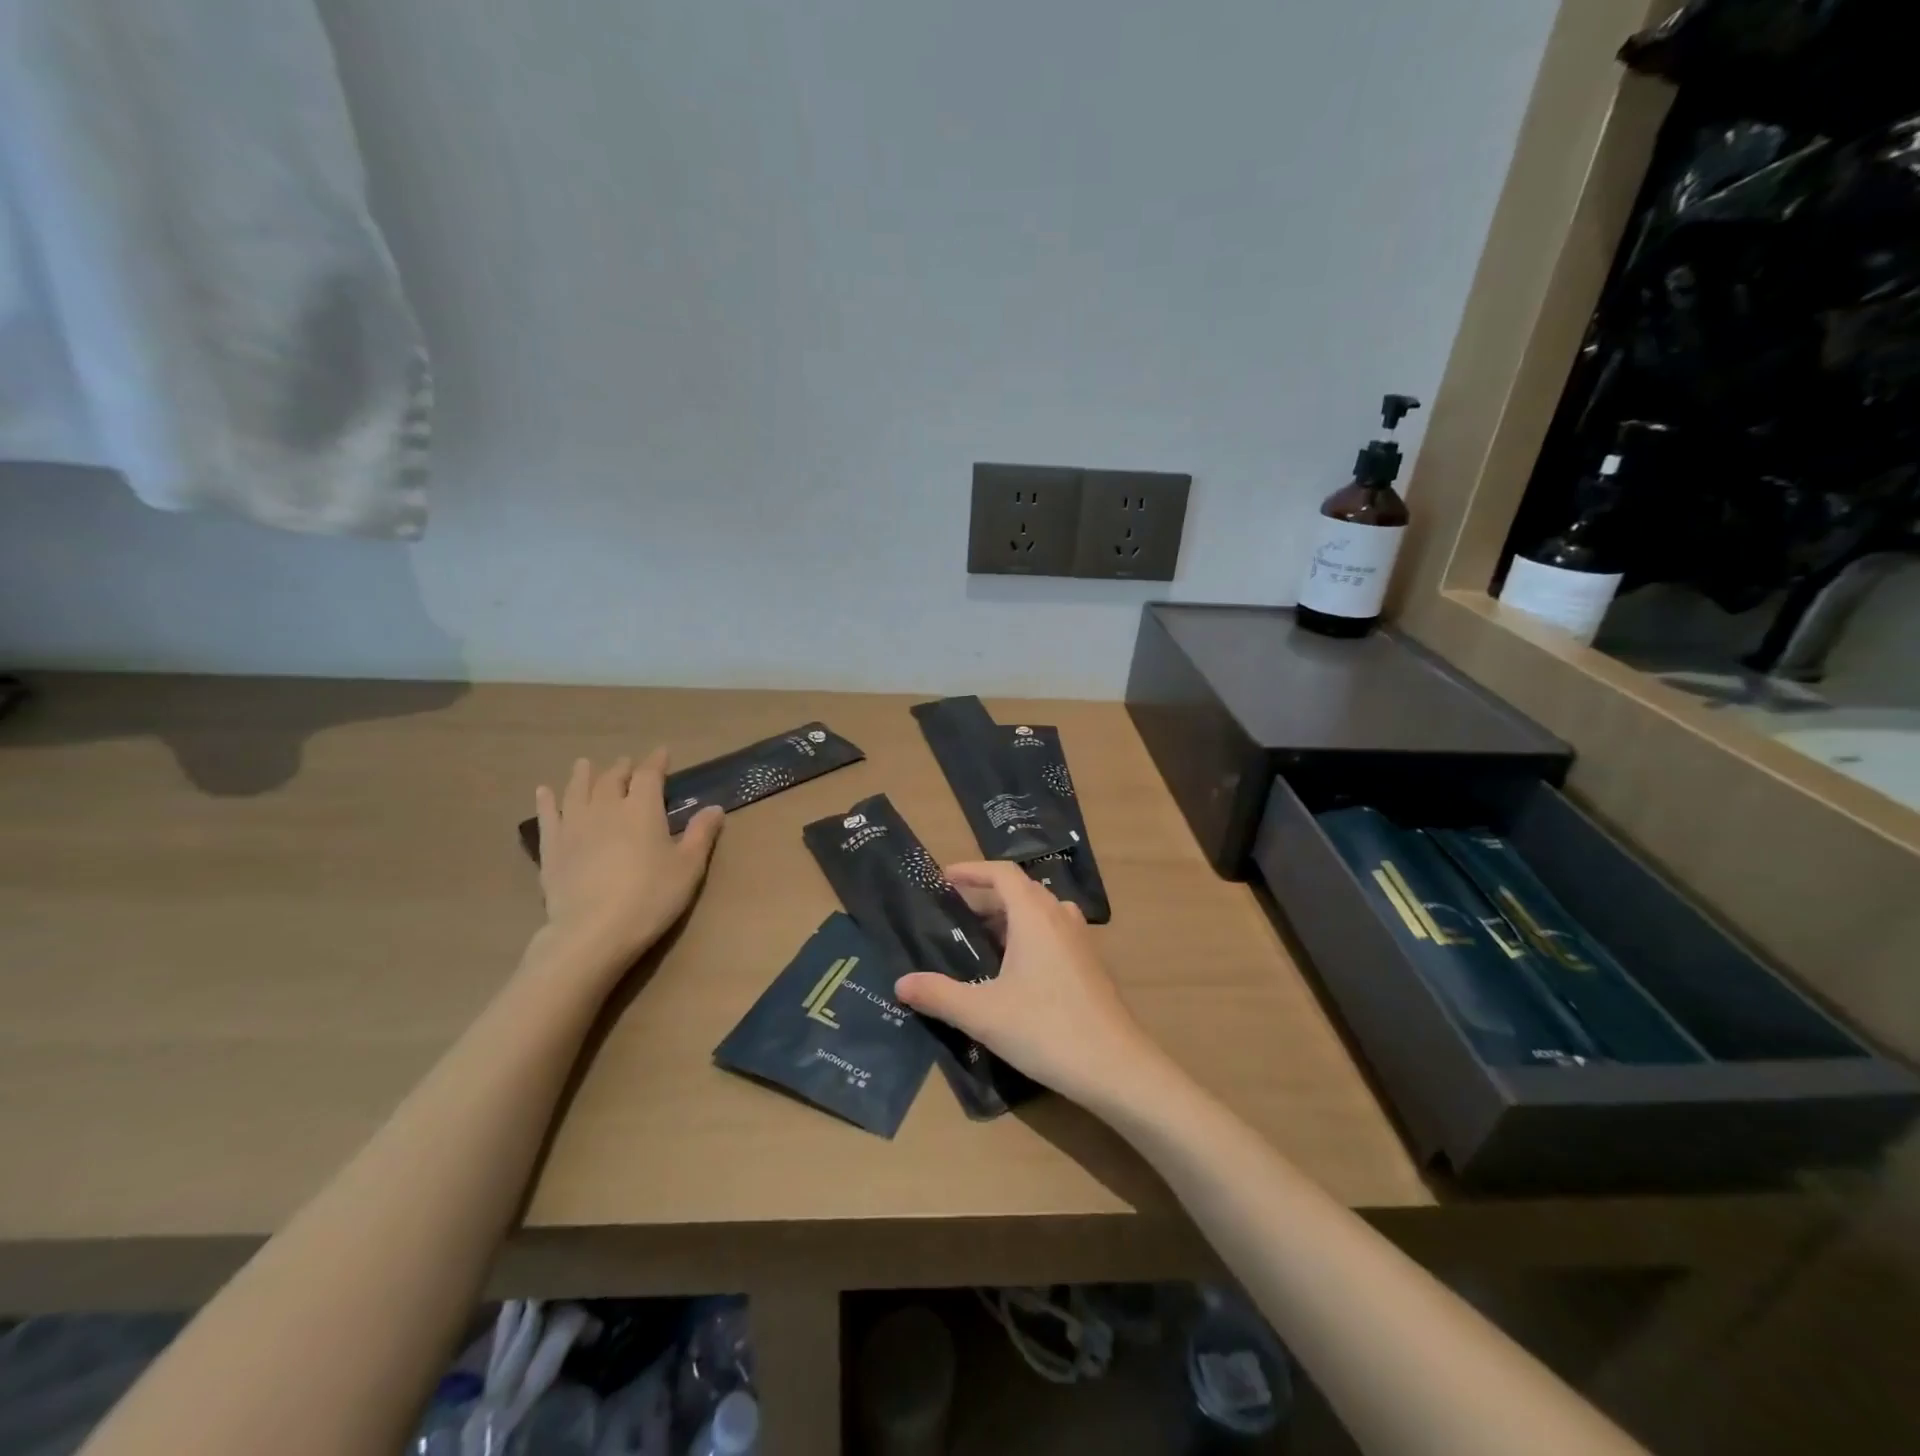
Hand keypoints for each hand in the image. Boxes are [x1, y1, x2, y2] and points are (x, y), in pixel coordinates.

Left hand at [530, 752, 724, 971]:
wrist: (593, 931)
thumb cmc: (650, 897)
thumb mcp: (688, 867)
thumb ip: (700, 834)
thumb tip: (714, 808)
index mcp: (642, 809)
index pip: (649, 775)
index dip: (656, 762)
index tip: (662, 752)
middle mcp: (606, 808)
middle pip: (612, 779)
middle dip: (622, 768)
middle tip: (627, 763)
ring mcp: (574, 826)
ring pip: (577, 790)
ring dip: (583, 775)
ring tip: (585, 765)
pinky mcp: (552, 848)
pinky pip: (547, 816)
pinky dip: (546, 801)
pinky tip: (544, 792)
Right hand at [893, 861, 1160, 1109]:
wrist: (1116, 1067)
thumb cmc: (1046, 1029)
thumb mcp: (983, 1014)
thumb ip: (939, 995)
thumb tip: (901, 983)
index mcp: (1034, 916)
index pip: (1002, 873)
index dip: (972, 870)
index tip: (945, 878)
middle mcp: (1060, 917)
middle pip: (1021, 890)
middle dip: (986, 896)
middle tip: (955, 915)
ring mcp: (1080, 940)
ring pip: (1040, 912)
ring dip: (1010, 917)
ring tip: (982, 940)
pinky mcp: (1090, 965)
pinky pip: (1053, 933)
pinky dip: (1029, 936)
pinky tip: (1015, 971)